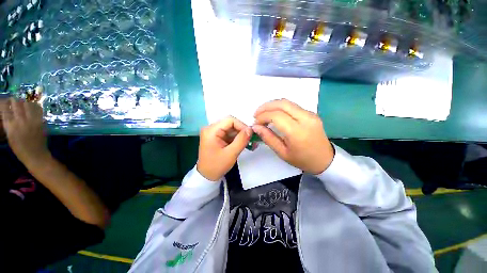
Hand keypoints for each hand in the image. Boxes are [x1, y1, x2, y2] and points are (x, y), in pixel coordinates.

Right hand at [0, 98, 48, 165]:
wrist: (36, 155)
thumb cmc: (20, 149)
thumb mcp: (10, 137)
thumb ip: (9, 125)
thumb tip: (8, 114)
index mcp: (10, 126)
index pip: (5, 110)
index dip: (4, 104)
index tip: (4, 102)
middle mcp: (20, 121)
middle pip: (16, 104)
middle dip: (14, 100)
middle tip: (13, 100)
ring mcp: (31, 121)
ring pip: (27, 105)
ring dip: (24, 102)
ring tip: (23, 103)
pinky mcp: (40, 122)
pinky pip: (38, 110)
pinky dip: (34, 106)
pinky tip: (33, 106)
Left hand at [197, 116, 251, 180]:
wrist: (207, 176)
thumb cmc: (217, 166)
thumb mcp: (231, 153)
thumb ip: (241, 140)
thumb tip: (250, 129)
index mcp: (211, 130)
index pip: (230, 120)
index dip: (242, 125)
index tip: (250, 134)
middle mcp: (211, 128)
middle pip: (231, 124)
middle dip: (242, 130)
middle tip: (252, 138)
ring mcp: (214, 133)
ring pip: (231, 129)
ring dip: (241, 134)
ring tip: (250, 142)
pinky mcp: (217, 137)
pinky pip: (229, 134)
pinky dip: (237, 138)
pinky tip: (244, 143)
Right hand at [253, 99, 334, 174]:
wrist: (326, 160)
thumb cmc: (302, 160)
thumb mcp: (282, 153)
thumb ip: (268, 138)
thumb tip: (256, 127)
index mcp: (298, 132)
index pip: (276, 116)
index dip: (263, 117)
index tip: (255, 123)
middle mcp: (305, 118)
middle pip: (282, 104)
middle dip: (266, 106)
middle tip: (256, 114)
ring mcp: (310, 114)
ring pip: (287, 102)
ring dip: (272, 105)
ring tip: (263, 113)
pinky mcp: (311, 113)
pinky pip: (292, 106)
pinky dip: (280, 107)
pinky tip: (274, 114)